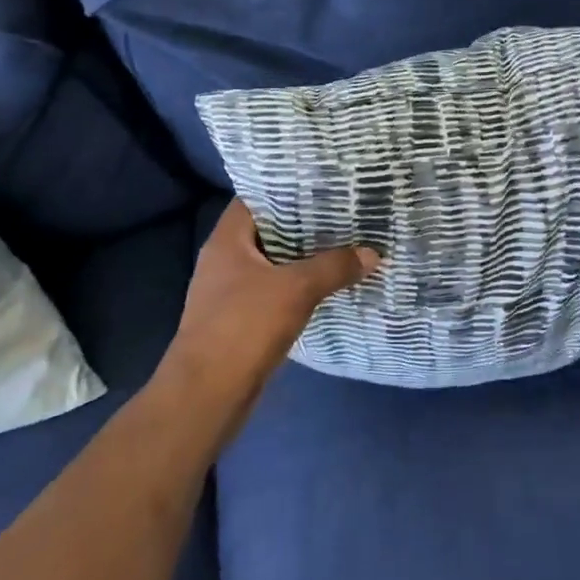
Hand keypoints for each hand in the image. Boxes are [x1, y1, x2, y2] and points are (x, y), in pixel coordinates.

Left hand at [155, 200, 378, 435]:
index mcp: (227, 240)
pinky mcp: (239, 320)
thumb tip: (373, 253)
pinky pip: (273, 291)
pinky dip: (296, 286)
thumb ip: (334, 266)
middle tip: (343, 213)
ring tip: (342, 244)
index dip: (287, 188)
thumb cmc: (244, 326)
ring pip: (272, 263)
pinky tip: (326, 286)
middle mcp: (224, 259)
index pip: (256, 198)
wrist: (207, 395)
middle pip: (267, 231)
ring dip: (302, 258)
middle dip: (303, 224)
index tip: (322, 184)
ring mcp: (229, 291)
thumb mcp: (296, 289)